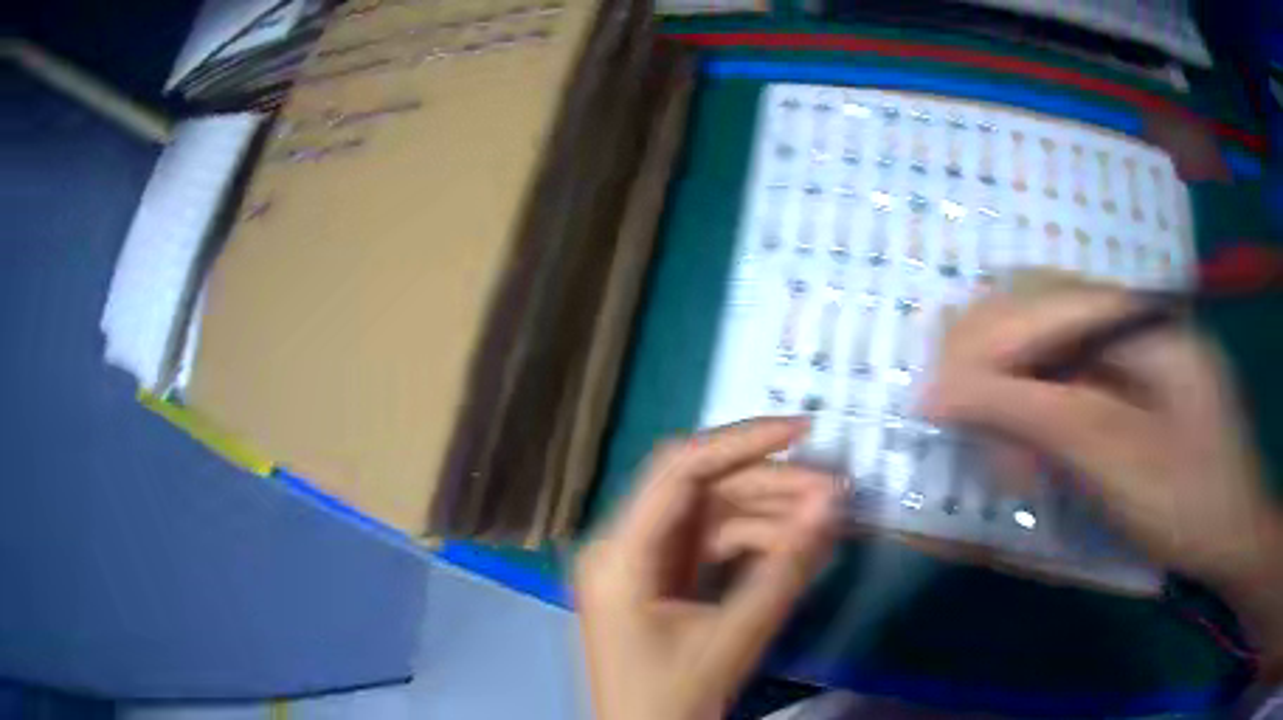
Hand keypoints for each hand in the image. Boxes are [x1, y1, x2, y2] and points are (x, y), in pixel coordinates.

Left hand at [575, 418, 838, 719]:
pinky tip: (796, 545)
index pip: (679, 470)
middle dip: (770, 484)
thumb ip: (785, 570)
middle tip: (834, 489)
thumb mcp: (733, 639)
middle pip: (700, 490)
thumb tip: (832, 502)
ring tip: (826, 519)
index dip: (742, 441)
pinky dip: (754, 543)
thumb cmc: (672, 700)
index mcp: (620, 554)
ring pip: (710, 517)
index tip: (803, 430)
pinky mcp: (659, 581)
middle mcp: (622, 545)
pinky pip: (709, 546)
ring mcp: (640, 563)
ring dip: (769, 515)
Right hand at [921, 288, 1282, 663]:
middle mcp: (1133, 311)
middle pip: (1036, 304)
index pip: (1040, 303)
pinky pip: (1065, 370)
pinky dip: (1035, 406)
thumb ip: (1036, 416)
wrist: (1234, 533)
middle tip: (963, 426)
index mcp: (1141, 317)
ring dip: (1009, 385)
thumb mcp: (1116, 464)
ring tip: (1001, 451)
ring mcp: (1133, 341)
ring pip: (1045, 336)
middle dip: (989, 362)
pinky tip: (1031, 448)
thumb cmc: (1189, 503)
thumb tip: (941, 390)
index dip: (981, 347)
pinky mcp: (1130, 374)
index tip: (929, 404)